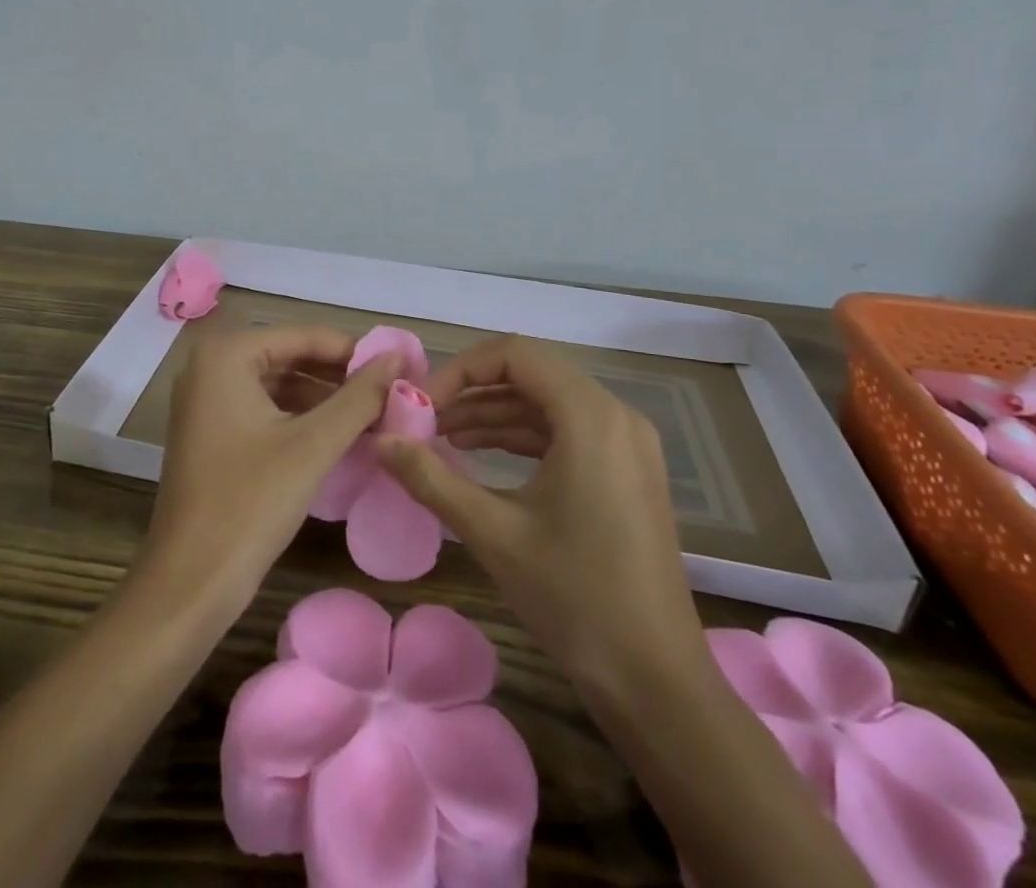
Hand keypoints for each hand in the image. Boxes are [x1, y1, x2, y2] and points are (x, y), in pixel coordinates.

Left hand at [144, 326, 404, 602]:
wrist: (190, 583)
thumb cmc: (250, 503)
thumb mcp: (314, 445)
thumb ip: (359, 397)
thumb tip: (398, 360)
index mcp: (226, 355)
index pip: (303, 336)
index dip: (354, 351)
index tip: (399, 367)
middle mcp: (209, 366)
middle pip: (289, 356)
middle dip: (339, 375)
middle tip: (390, 392)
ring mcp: (205, 401)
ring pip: (278, 384)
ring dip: (323, 398)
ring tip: (373, 414)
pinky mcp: (210, 432)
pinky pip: (263, 408)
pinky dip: (300, 418)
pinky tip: (338, 434)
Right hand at [376, 334, 704, 687]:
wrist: (656, 682)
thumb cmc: (574, 598)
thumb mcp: (492, 533)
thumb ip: (430, 478)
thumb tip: (379, 441)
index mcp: (591, 417)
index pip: (515, 354)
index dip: (461, 369)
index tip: (423, 404)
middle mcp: (616, 416)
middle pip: (532, 374)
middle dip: (473, 392)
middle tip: (425, 421)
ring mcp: (627, 444)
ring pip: (548, 403)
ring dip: (494, 415)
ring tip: (441, 439)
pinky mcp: (627, 471)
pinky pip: (567, 432)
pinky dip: (522, 437)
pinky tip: (481, 458)